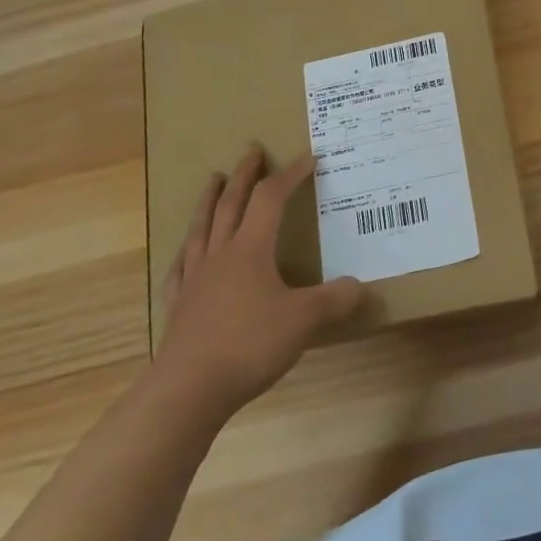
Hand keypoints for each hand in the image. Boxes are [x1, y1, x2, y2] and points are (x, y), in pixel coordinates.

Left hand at [154, 148, 364, 417]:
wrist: (189, 389)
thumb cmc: (249, 344)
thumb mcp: (304, 320)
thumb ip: (335, 300)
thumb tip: (360, 287)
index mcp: (250, 250)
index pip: (271, 199)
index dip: (290, 175)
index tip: (308, 157)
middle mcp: (220, 255)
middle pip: (232, 204)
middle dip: (244, 175)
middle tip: (252, 151)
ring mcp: (195, 280)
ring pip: (202, 228)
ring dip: (210, 200)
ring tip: (213, 181)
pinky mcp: (180, 306)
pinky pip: (182, 267)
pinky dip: (187, 251)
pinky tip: (186, 252)